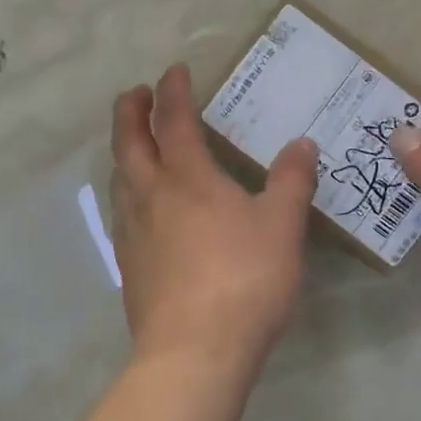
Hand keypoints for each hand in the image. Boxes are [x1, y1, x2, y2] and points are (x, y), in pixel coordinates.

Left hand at [110, 65, 318, 366]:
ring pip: (118, 176)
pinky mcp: (127, 263)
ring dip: (124, 150)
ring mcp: (132, 230)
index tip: (175, 70)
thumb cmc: (244, 279)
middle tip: (136, 93)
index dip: (172, 90)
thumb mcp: (281, 226)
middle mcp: (150, 195)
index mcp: (186, 177)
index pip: (172, 119)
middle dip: (130, 110)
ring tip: (134, 144)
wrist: (194, 350)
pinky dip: (126, 191)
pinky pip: (120, 211)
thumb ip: (291, 181)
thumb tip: (302, 144)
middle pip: (128, 141)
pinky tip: (140, 207)